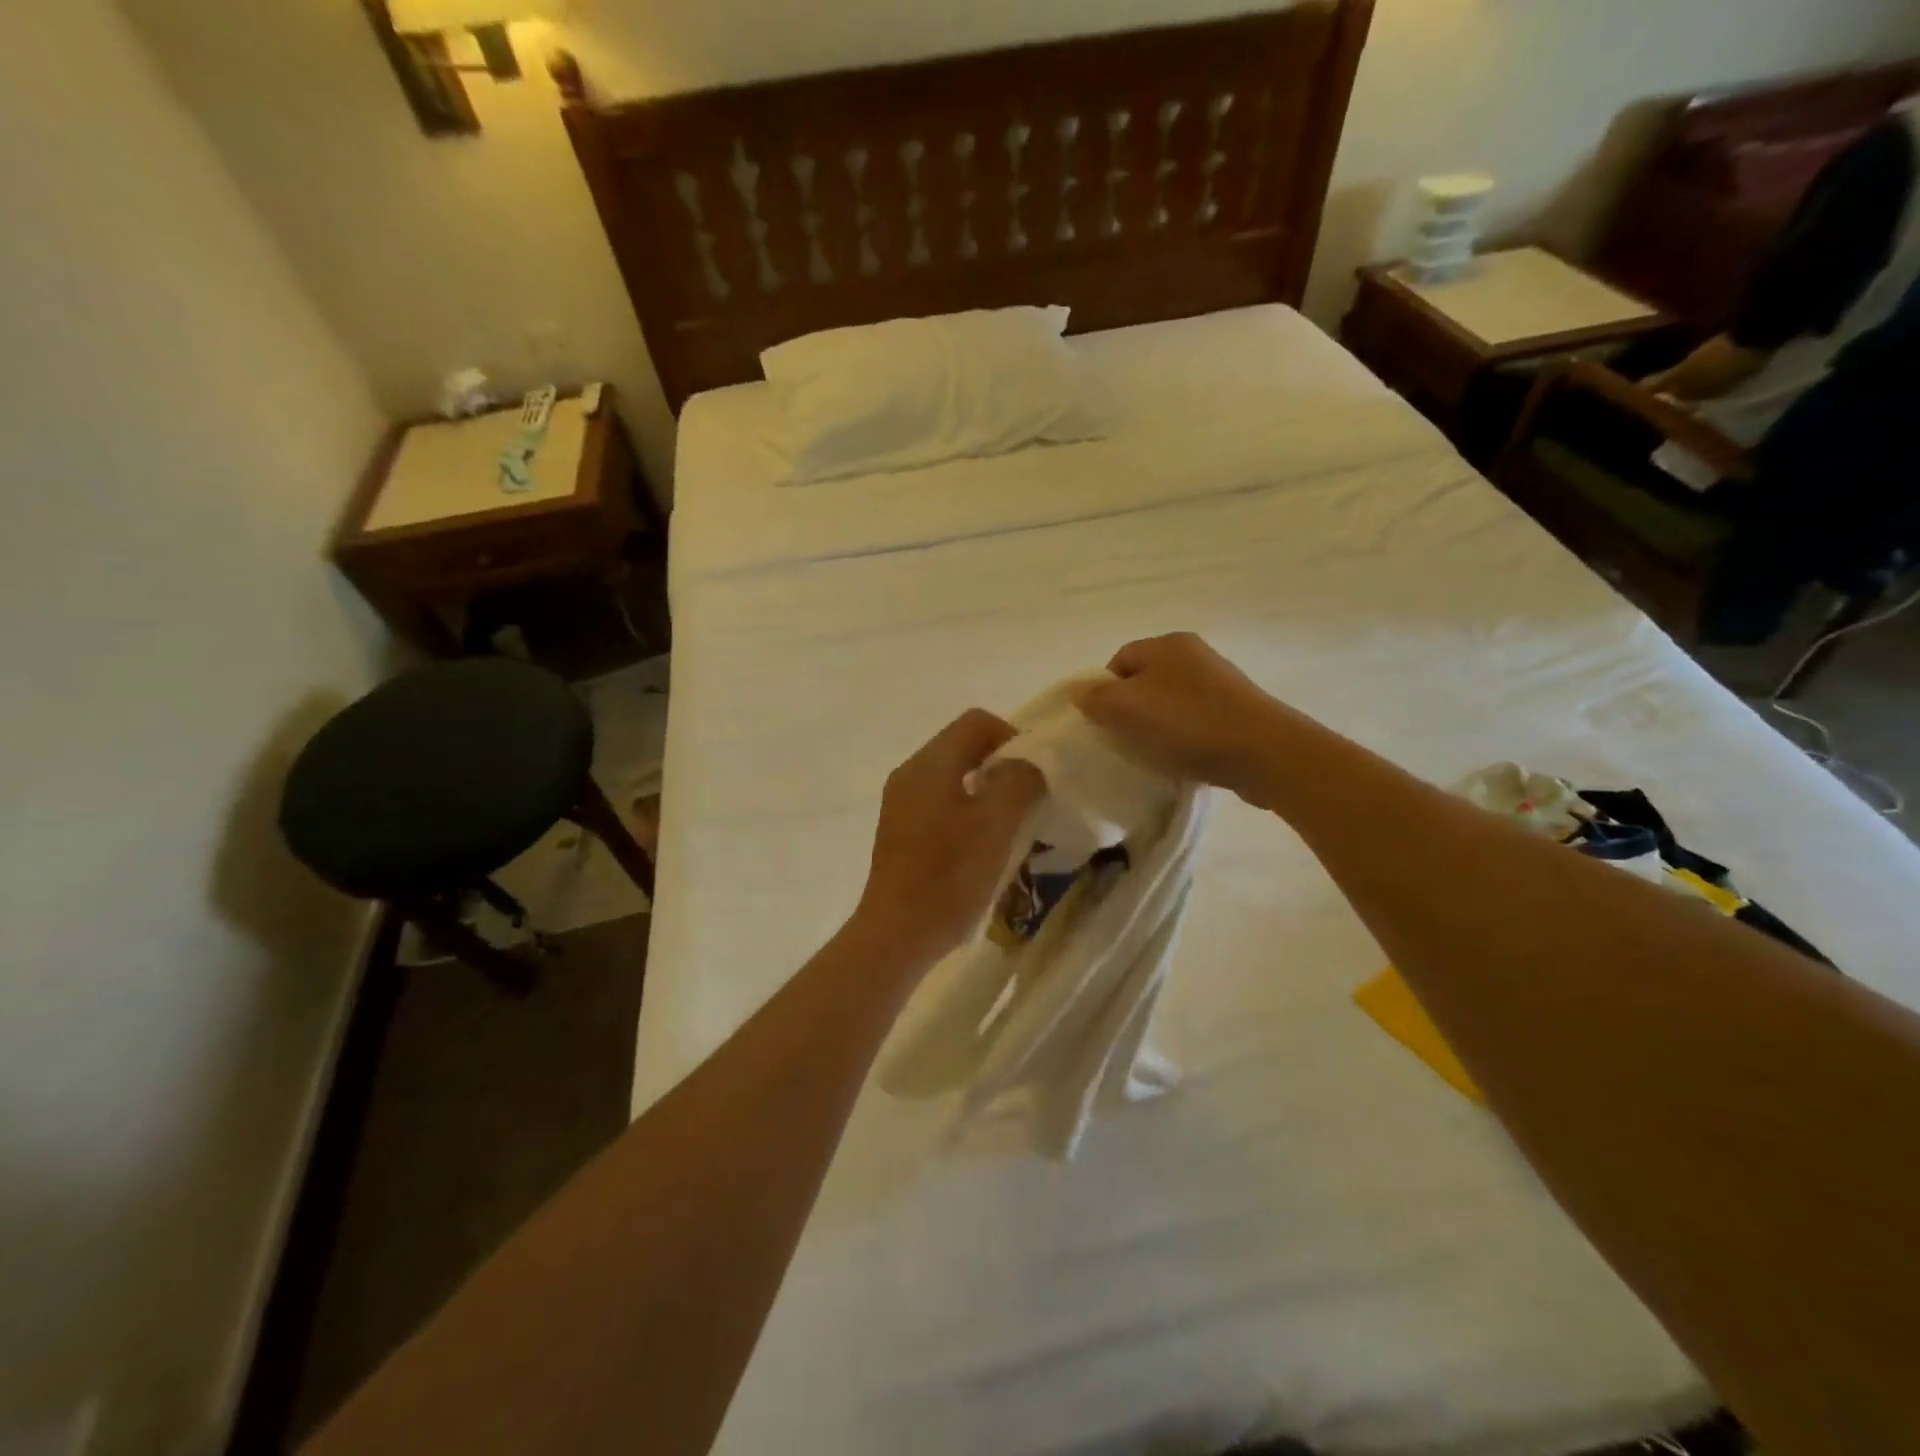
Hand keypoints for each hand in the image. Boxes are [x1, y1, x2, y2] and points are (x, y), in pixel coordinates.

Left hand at [851, 710, 1045, 968]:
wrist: (897, 934)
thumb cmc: (949, 876)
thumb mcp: (995, 825)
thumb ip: (1017, 782)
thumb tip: (1024, 766)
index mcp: (929, 764)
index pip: (976, 722)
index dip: (1013, 736)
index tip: (1036, 772)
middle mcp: (910, 773)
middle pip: (963, 746)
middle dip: (1002, 764)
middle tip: (1029, 798)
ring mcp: (901, 802)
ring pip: (954, 775)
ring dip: (987, 789)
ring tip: (1011, 823)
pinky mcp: (901, 830)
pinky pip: (942, 801)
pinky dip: (968, 809)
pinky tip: (983, 843)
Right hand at [1076, 633, 1296, 802]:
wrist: (1263, 752)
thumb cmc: (1187, 724)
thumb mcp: (1127, 709)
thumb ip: (1096, 699)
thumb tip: (1080, 692)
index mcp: (1167, 644)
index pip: (1119, 660)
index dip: (1103, 691)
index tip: (1103, 724)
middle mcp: (1195, 655)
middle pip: (1145, 681)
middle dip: (1130, 711)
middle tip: (1124, 740)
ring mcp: (1220, 682)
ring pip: (1170, 703)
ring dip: (1157, 727)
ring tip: (1154, 754)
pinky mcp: (1238, 711)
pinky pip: (1196, 721)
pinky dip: (1184, 738)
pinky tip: (1183, 758)